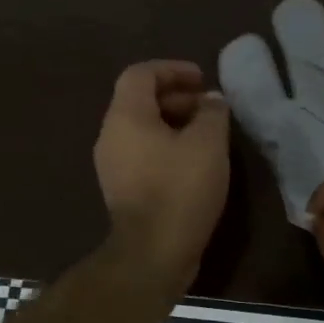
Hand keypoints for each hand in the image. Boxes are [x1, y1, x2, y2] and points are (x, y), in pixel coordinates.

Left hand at [94, 60, 230, 291]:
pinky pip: (143, 153)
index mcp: (126, 116)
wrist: (153, 253)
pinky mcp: (122, 189)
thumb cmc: (180, 189)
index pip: (141, 73)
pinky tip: (194, 163)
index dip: (172, 69)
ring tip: (207, 135)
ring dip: (174, 124)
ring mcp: (112, 165)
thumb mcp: (208, 144)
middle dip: (176, 97)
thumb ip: (212, 113)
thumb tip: (212, 101)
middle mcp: (111, 136)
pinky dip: (167, 147)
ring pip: (142, 129)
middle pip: (139, 101)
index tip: (202, 79)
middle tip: (209, 108)